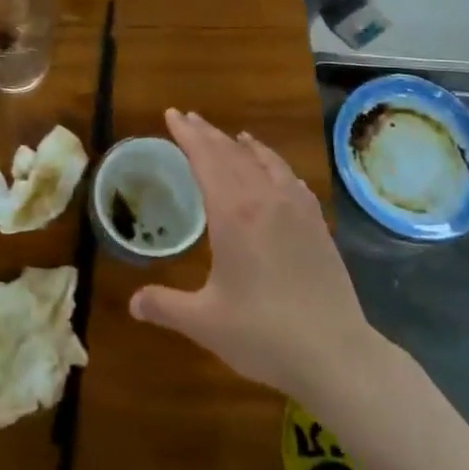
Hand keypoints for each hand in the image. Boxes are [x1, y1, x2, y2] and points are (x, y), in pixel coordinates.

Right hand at [129, 110, 375, 401]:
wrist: (336, 354)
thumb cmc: (264, 335)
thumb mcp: (205, 323)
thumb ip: (166, 306)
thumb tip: (132, 303)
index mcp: (233, 214)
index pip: (206, 160)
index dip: (187, 135)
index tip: (172, 115)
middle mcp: (265, 200)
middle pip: (232, 154)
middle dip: (208, 134)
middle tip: (189, 118)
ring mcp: (296, 209)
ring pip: (265, 161)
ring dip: (242, 145)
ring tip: (231, 136)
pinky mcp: (318, 225)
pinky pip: (292, 180)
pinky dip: (276, 165)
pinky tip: (276, 171)